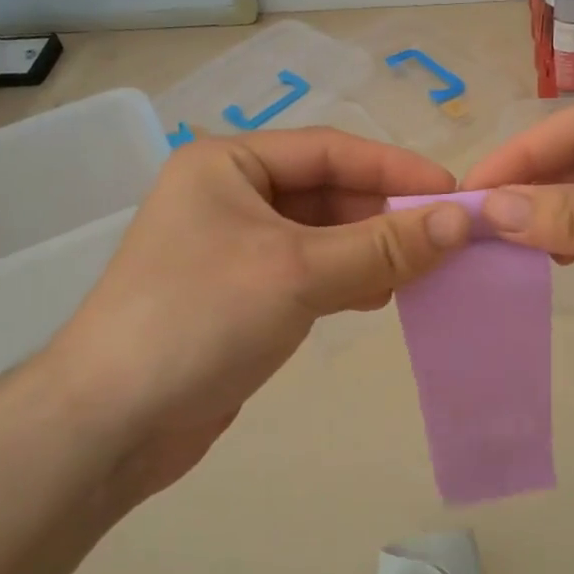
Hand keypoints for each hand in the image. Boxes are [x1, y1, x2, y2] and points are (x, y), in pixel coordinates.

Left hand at [41, 128, 470, 500]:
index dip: (394, 168)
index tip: (454, 193)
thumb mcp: (298, 272)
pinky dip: (345, 279)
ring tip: (420, 274)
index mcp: (227, 163)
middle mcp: (229, 195)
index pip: (329, 150)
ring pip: (321, 234)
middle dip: (384, 214)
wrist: (112, 423)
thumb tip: (461, 220)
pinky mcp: (241, 295)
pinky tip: (378, 297)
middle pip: (326, 192)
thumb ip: (383, 245)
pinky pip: (308, 272)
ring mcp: (233, 247)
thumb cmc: (200, 320)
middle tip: (445, 241)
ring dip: (370, 250)